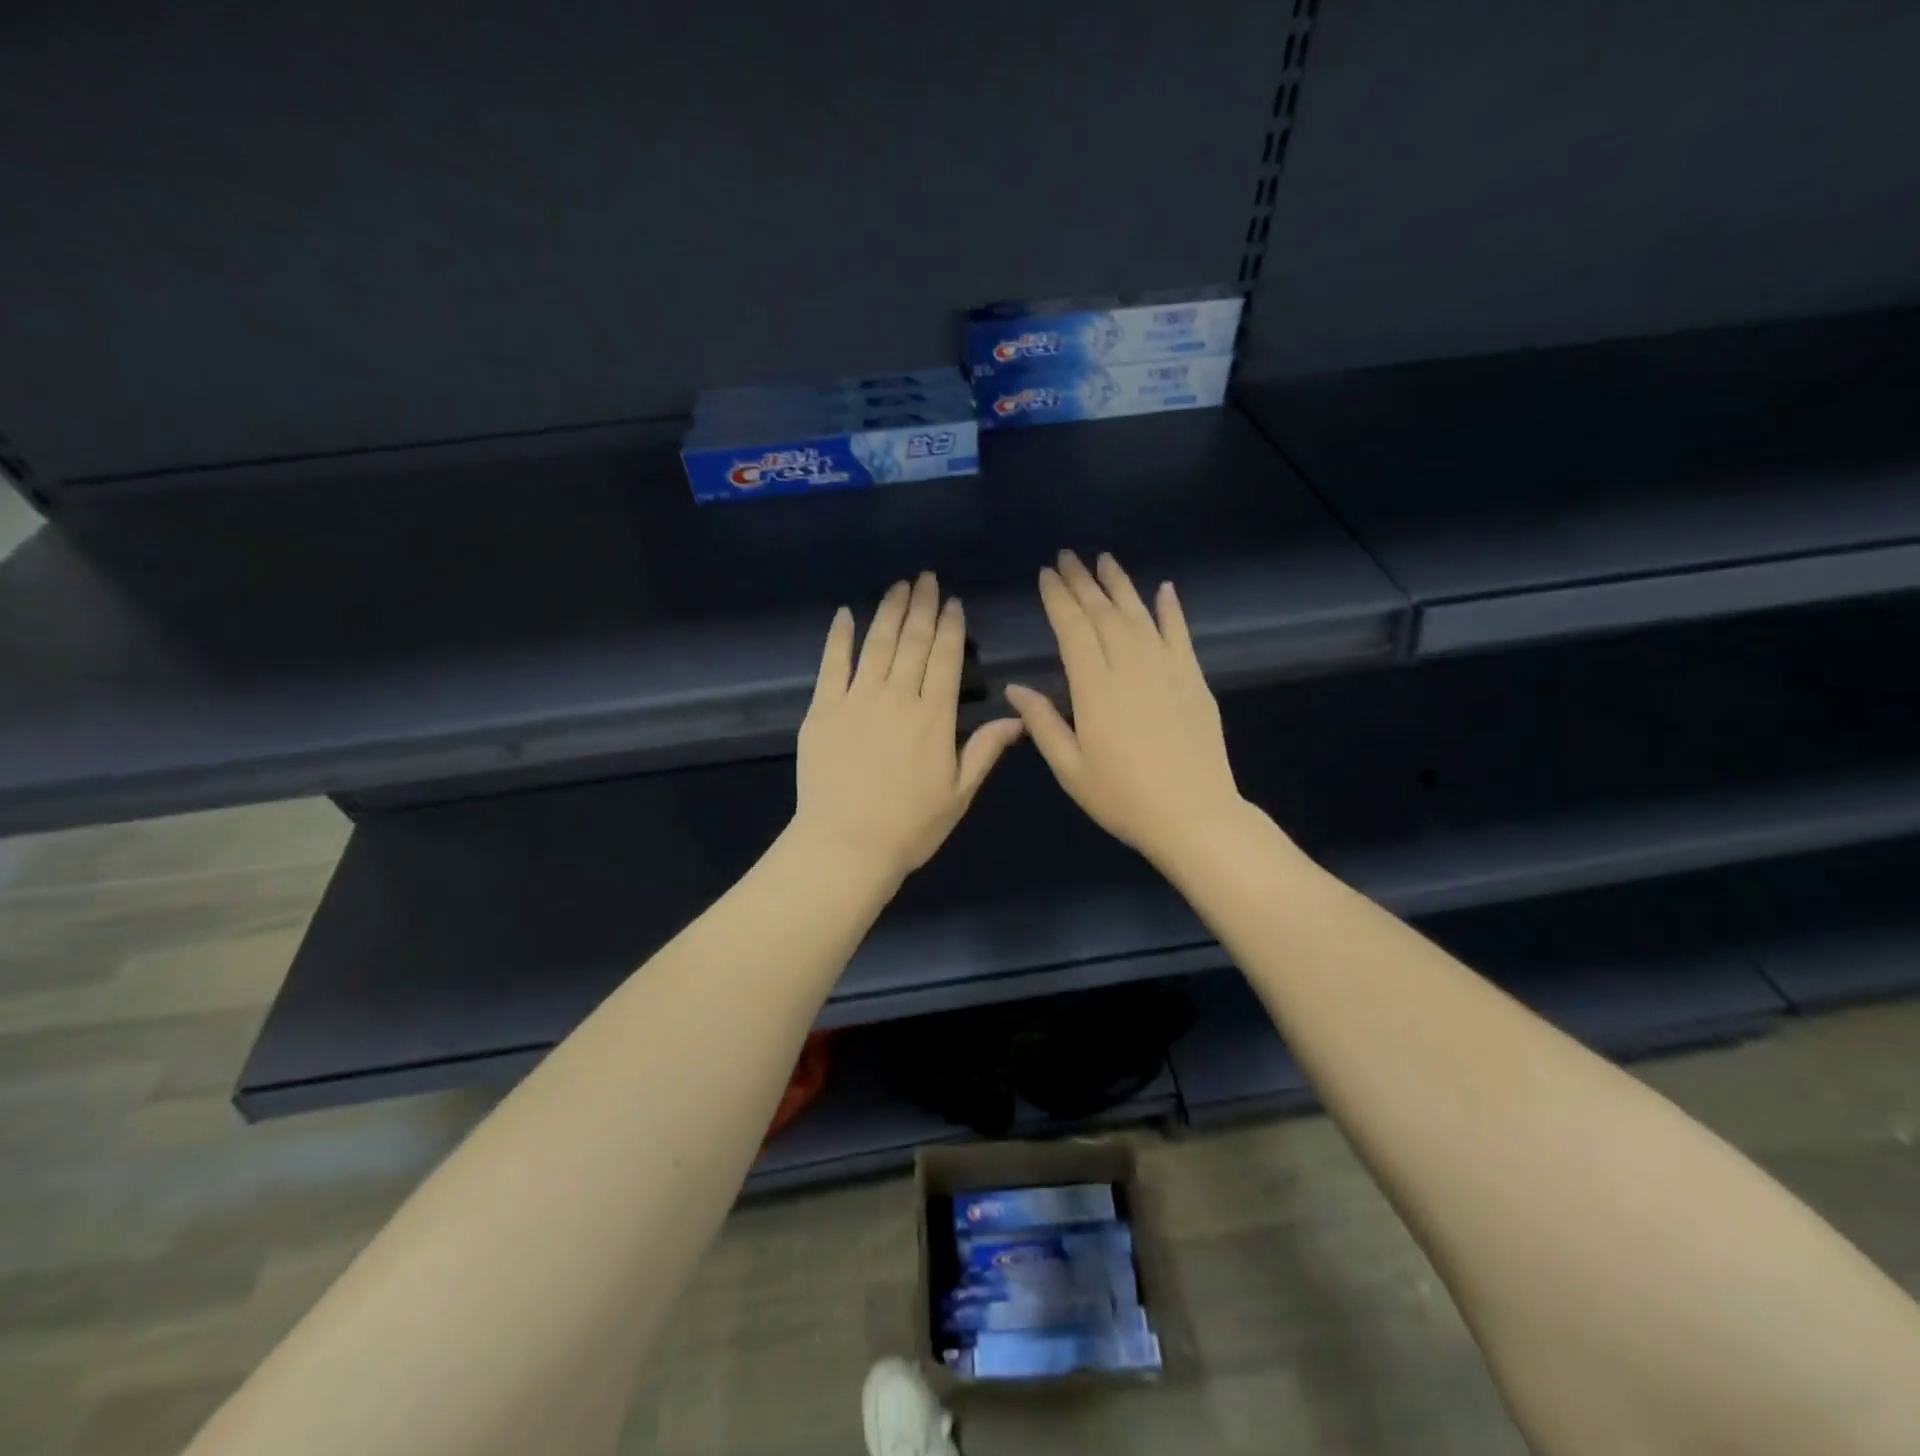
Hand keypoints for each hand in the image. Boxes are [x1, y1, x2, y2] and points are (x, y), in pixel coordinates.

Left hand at [795, 572, 1025, 884]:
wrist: (846, 845)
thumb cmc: (910, 826)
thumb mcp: (959, 793)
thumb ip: (985, 750)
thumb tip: (1018, 717)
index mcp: (934, 717)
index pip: (945, 659)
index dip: (950, 627)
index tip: (952, 601)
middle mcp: (897, 697)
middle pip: (912, 642)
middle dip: (922, 606)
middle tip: (926, 578)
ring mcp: (856, 699)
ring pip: (876, 644)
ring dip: (888, 611)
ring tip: (898, 586)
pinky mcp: (823, 709)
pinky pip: (831, 664)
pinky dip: (838, 637)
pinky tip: (845, 614)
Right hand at [1005, 551, 1249, 868]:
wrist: (1194, 816)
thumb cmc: (1123, 798)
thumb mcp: (1070, 769)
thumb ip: (1043, 724)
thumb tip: (1015, 689)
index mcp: (1095, 689)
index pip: (1072, 629)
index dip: (1058, 599)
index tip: (1046, 574)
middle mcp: (1130, 667)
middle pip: (1103, 614)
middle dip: (1083, 582)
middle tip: (1067, 557)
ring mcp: (1166, 669)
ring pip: (1139, 615)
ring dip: (1120, 585)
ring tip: (1104, 560)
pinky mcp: (1193, 679)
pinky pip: (1180, 634)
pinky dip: (1171, 609)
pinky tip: (1164, 588)